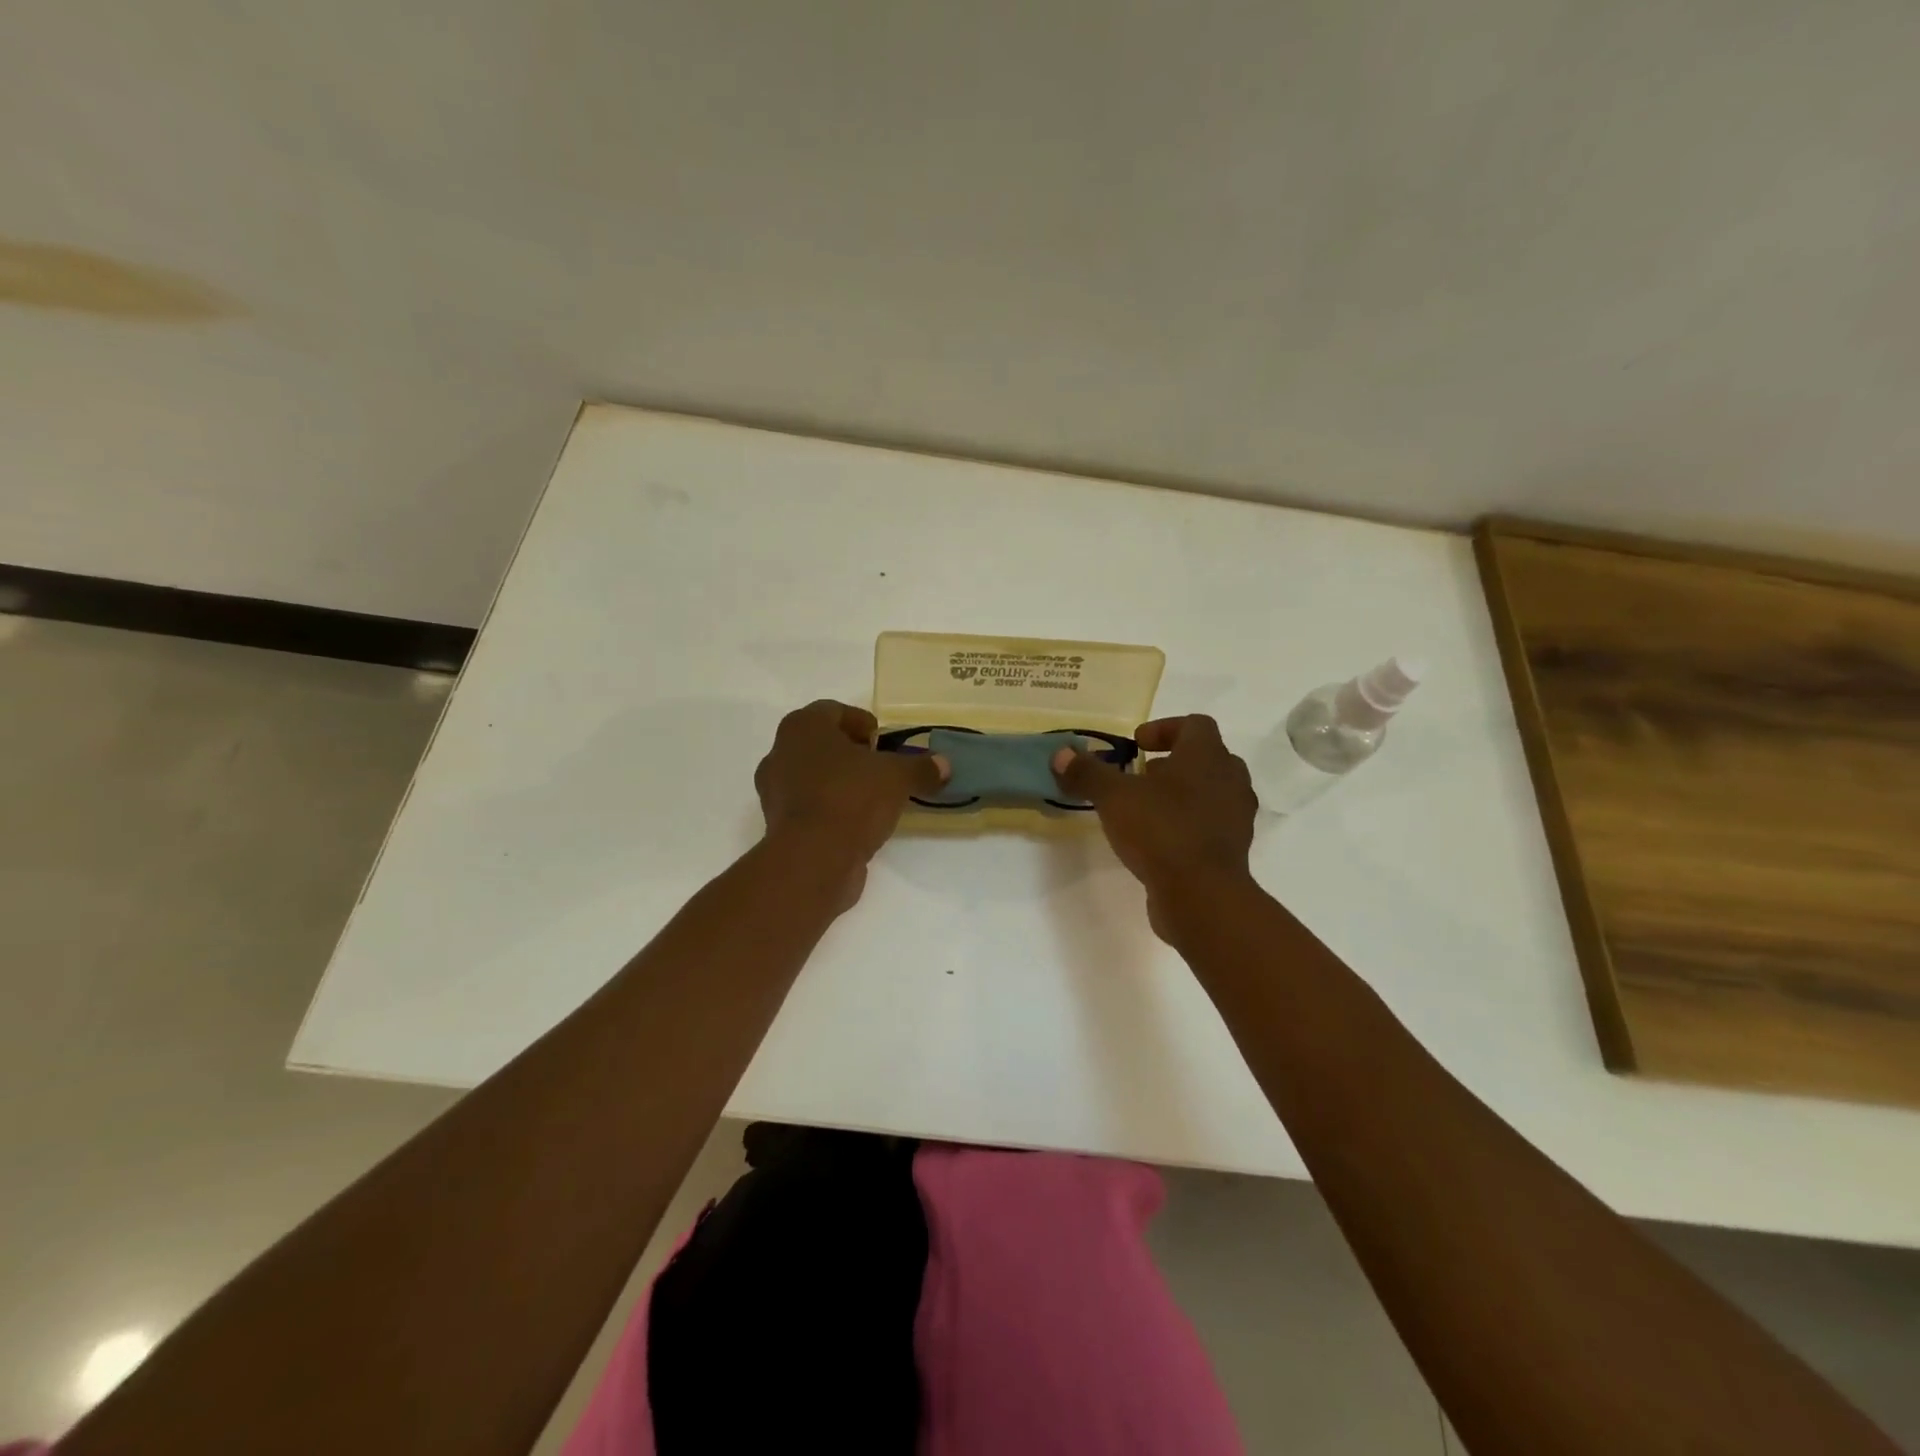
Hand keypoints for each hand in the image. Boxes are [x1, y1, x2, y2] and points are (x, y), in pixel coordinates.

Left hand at [755, 701, 948, 907]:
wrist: (812, 859)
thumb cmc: (851, 798)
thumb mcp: (897, 777)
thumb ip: (920, 767)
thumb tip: (944, 765)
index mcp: (803, 727)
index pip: (834, 711)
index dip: (862, 723)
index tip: (884, 741)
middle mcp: (780, 752)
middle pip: (821, 744)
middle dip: (851, 753)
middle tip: (881, 767)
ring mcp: (774, 791)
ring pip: (813, 776)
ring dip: (841, 783)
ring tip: (874, 798)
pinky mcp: (778, 825)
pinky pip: (810, 807)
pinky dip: (831, 810)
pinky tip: (857, 823)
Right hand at [1052, 715, 1257, 935]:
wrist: (1202, 895)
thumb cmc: (1161, 830)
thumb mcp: (1114, 797)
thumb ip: (1088, 773)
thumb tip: (1061, 754)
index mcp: (1206, 756)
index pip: (1196, 725)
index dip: (1165, 728)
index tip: (1137, 744)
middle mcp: (1229, 780)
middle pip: (1207, 757)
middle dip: (1173, 762)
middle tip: (1141, 775)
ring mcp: (1236, 817)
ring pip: (1211, 792)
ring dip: (1182, 794)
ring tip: (1146, 808)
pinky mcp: (1233, 850)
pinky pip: (1211, 824)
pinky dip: (1188, 823)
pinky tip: (1158, 840)